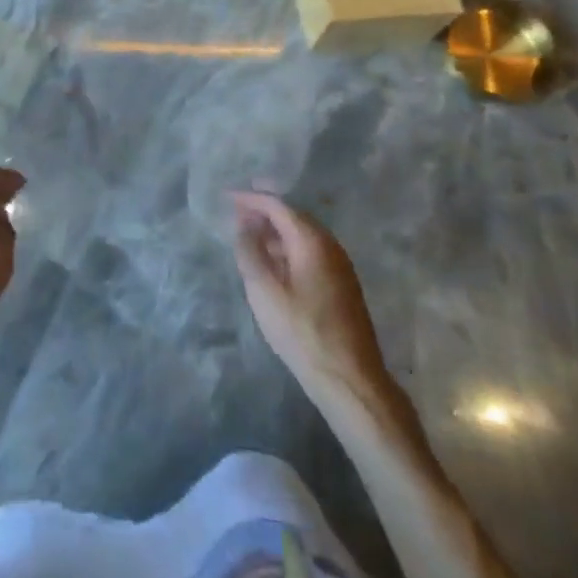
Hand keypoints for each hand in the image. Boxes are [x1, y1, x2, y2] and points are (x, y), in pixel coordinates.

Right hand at [232, 191, 389, 400]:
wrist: (350, 380)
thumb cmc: (302, 331)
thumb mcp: (264, 291)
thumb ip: (250, 252)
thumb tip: (244, 226)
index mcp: (312, 240)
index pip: (277, 205)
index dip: (251, 198)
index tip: (227, 197)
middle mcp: (330, 244)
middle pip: (292, 216)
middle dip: (264, 212)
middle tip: (237, 214)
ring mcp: (340, 265)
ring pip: (302, 236)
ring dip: (275, 232)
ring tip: (250, 238)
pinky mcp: (342, 286)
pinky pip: (310, 253)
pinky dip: (288, 249)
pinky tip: (274, 265)